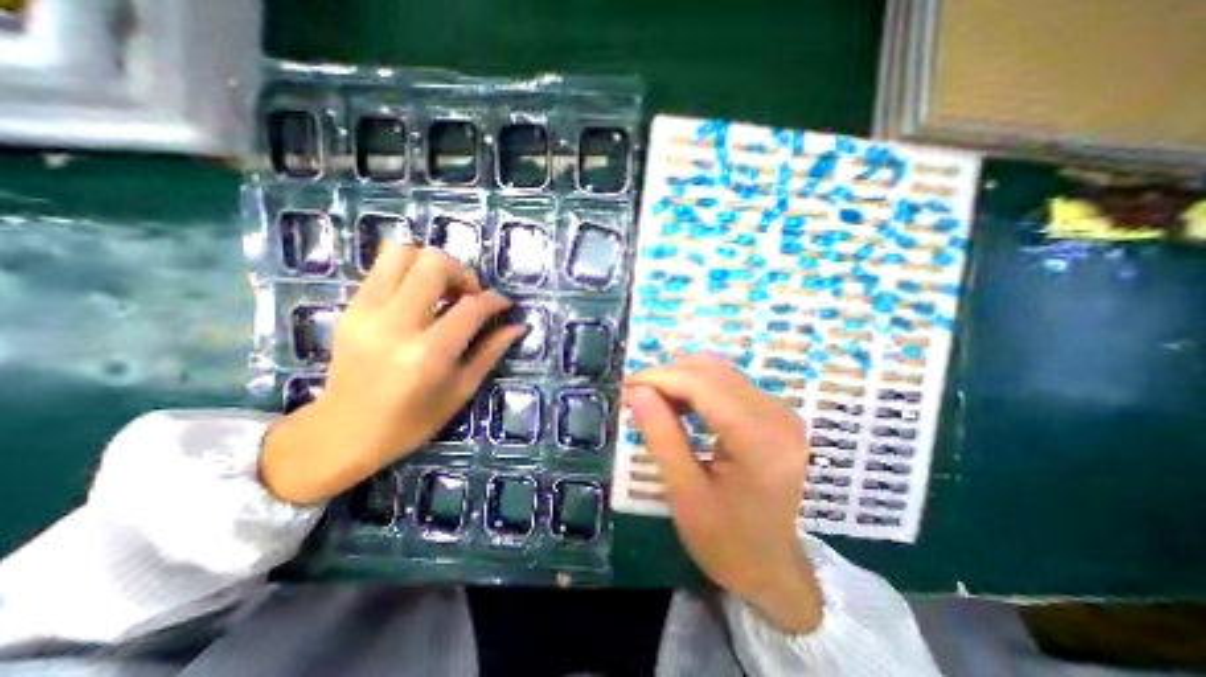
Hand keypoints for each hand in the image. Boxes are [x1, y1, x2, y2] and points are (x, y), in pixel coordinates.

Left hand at [260, 241, 522, 502]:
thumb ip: (491, 352)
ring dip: (432, 264)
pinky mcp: (349, 308)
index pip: (471, 306)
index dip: (495, 300)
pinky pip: (382, 268)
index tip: (504, 304)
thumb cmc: (412, 421)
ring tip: (443, 290)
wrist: (343, 432)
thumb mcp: (461, 390)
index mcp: (429, 353)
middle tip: (469, 296)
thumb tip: (518, 326)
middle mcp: (396, 325)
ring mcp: (366, 312)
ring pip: (402, 253)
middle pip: (433, 264)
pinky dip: (409, 272)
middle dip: (463, 272)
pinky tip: (419, 298)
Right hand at [621, 358, 818, 636]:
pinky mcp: (776, 415)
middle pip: (712, 371)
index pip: (702, 384)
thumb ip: (661, 436)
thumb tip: (636, 391)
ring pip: (721, 372)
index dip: (659, 377)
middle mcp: (778, 414)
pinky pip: (730, 385)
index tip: (626, 386)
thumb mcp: (686, 494)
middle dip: (668, 376)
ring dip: (682, 379)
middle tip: (637, 395)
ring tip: (655, 402)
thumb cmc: (729, 543)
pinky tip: (681, 407)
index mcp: (760, 439)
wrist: (778, 572)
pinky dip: (699, 388)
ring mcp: (781, 412)